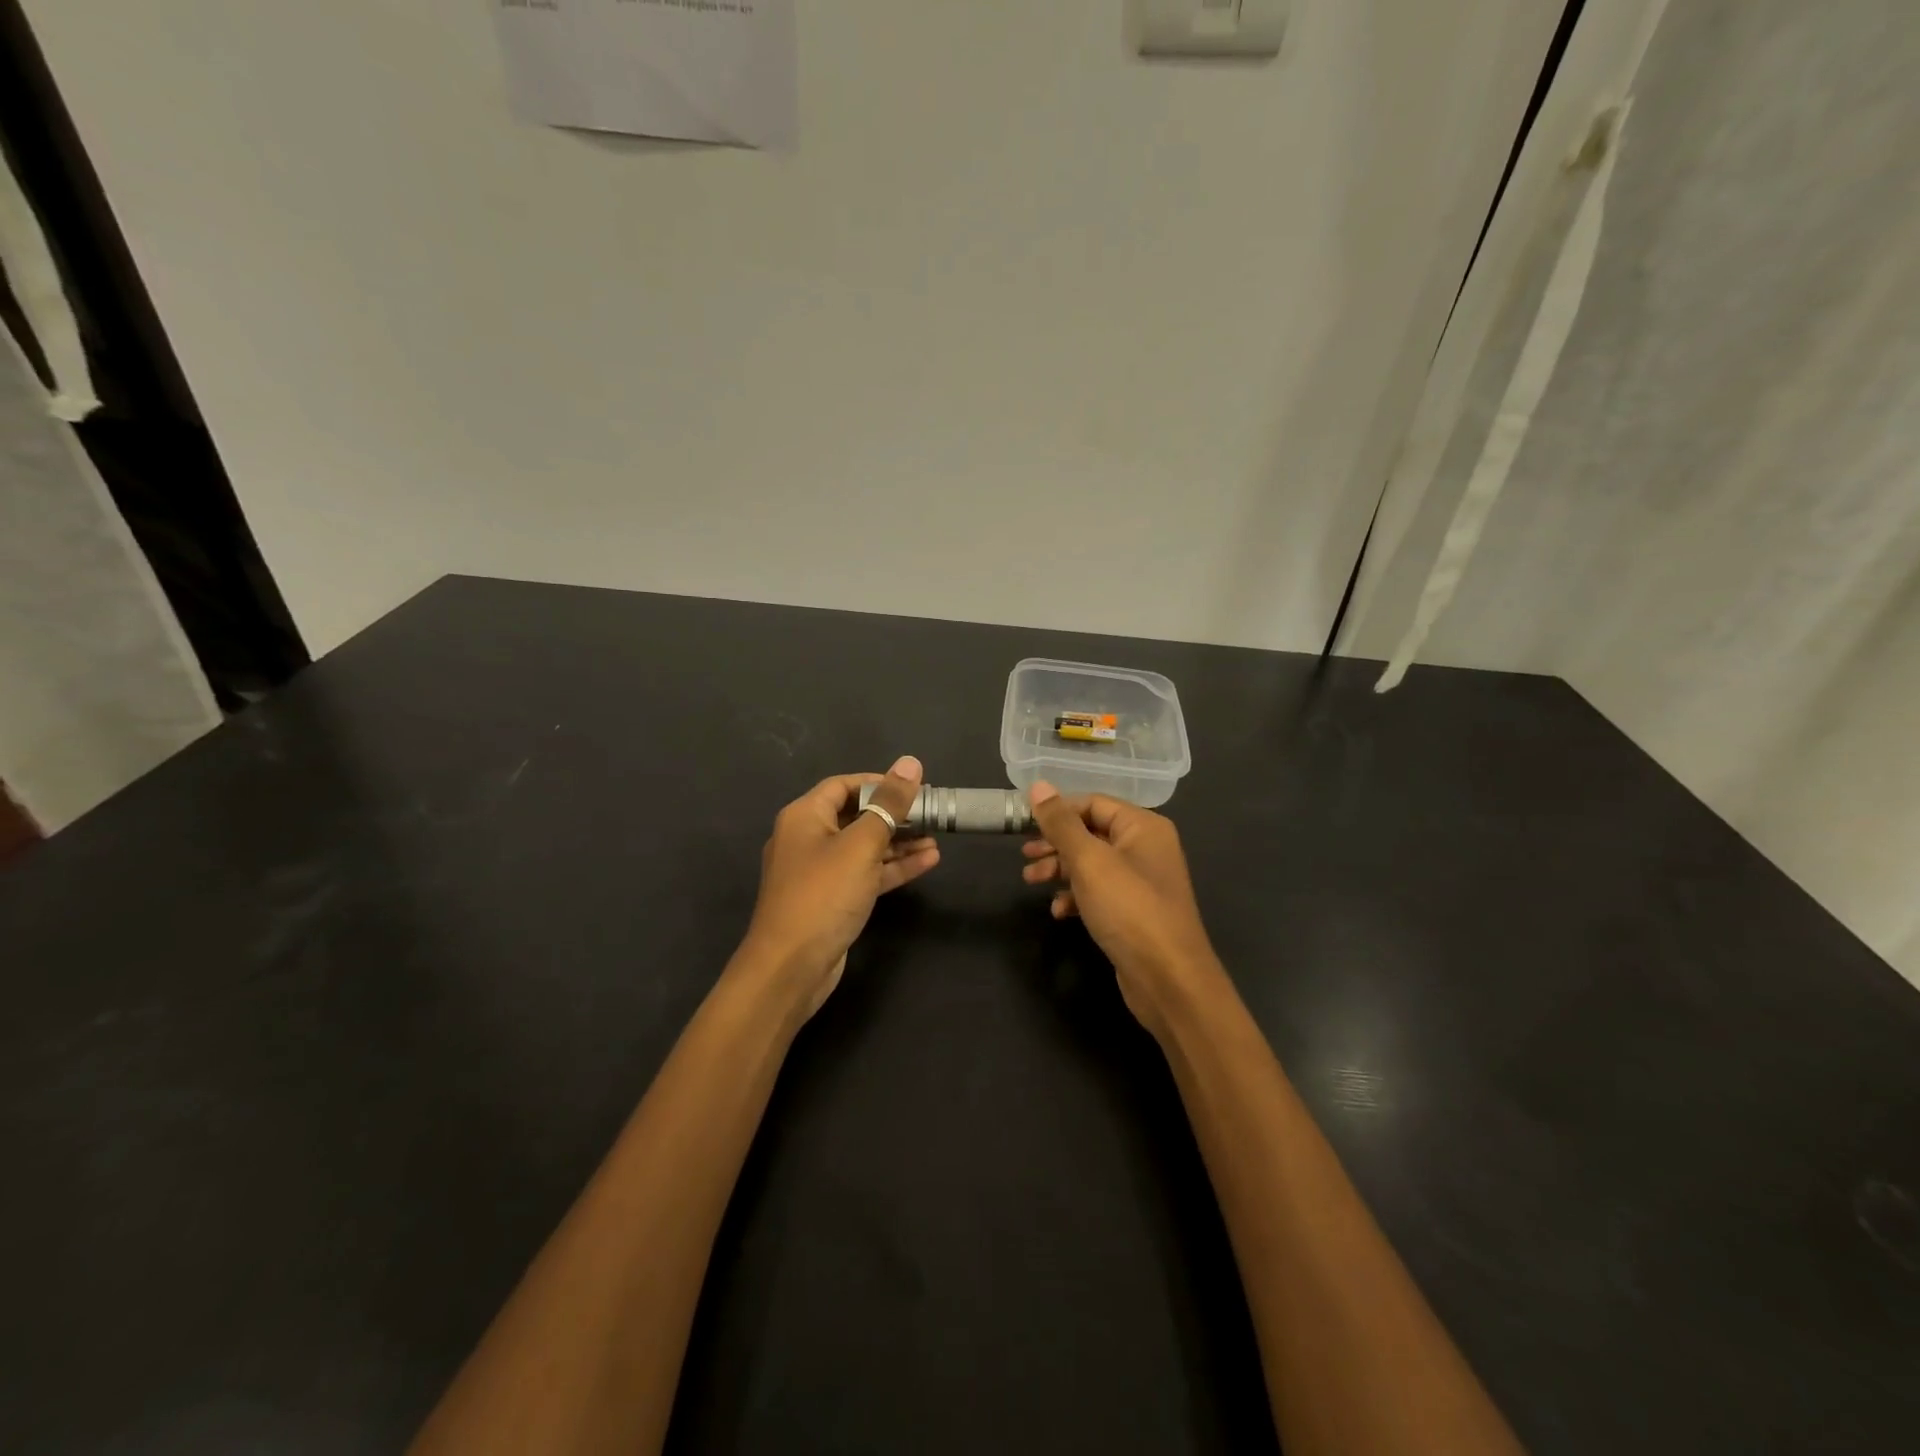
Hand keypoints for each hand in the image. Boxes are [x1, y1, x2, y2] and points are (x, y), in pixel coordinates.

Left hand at [735, 756, 937, 1021]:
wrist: (790, 967)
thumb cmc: (823, 895)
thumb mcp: (861, 844)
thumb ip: (889, 804)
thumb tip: (910, 762)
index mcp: (804, 816)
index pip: (844, 785)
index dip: (879, 782)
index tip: (915, 787)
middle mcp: (808, 838)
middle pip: (856, 815)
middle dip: (894, 814)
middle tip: (932, 813)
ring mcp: (819, 872)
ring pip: (864, 847)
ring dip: (898, 842)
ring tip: (937, 838)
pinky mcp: (832, 899)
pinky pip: (865, 873)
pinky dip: (892, 867)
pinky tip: (927, 862)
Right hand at [1022, 781, 1224, 1037]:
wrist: (1168, 980)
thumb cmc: (1129, 909)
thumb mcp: (1089, 861)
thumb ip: (1061, 823)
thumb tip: (1038, 786)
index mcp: (1143, 826)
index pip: (1093, 803)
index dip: (1057, 812)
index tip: (1023, 825)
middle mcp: (1146, 848)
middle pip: (1091, 833)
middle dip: (1055, 844)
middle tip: (1025, 857)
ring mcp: (1141, 882)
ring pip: (1092, 864)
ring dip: (1060, 870)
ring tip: (1031, 882)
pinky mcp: (1134, 913)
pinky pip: (1099, 893)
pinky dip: (1076, 897)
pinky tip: (1059, 912)